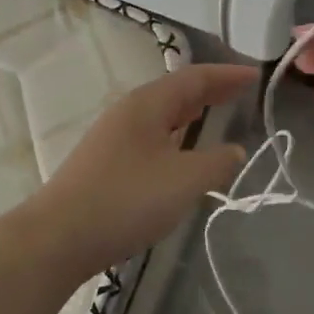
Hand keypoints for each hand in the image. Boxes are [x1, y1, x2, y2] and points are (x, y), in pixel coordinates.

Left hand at [30, 63, 252, 275]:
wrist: (58, 238)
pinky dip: (175, 135)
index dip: (226, 75)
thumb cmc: (127, 200)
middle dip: (210, 90)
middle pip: (176, 92)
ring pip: (161, 115)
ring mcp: (113, 137)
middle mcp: (128, 112)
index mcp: (147, 104)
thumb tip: (235, 150)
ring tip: (214, 114)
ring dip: (191, 112)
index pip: (194, 78)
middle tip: (241, 92)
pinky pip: (151, 136)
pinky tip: (180, 153)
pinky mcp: (105, 163)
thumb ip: (218, 162)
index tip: (254, 75)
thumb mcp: (185, 180)